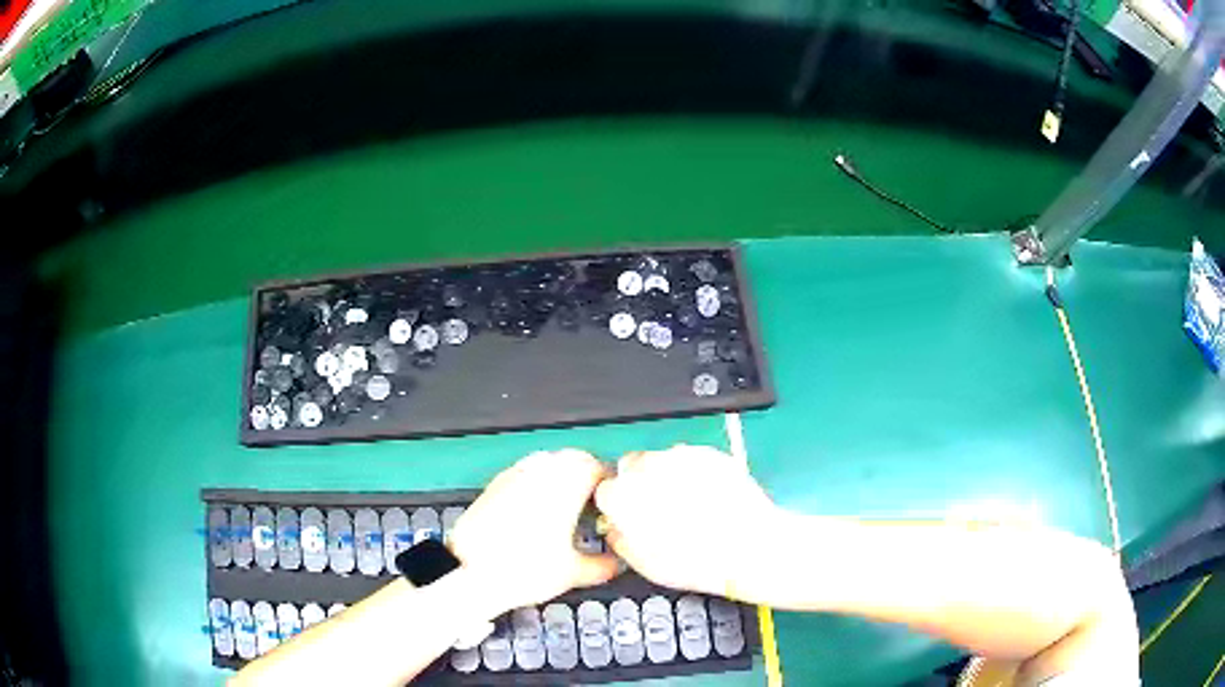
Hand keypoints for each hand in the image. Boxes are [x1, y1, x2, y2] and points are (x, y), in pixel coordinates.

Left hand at [449, 450, 619, 611]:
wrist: (472, 571)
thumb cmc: (524, 569)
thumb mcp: (574, 573)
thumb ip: (603, 565)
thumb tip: (615, 564)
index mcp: (566, 484)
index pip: (598, 467)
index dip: (609, 485)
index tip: (611, 504)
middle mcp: (541, 471)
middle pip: (572, 459)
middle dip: (585, 477)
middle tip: (591, 506)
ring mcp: (514, 474)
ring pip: (546, 463)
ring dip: (559, 478)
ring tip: (563, 510)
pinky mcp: (493, 484)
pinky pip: (523, 474)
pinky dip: (534, 486)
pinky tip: (532, 515)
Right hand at [595, 445, 779, 598]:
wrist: (748, 547)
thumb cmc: (696, 561)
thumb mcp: (644, 564)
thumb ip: (619, 538)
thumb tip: (616, 528)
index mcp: (623, 495)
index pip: (605, 489)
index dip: (617, 504)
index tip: (628, 514)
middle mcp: (647, 468)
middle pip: (631, 467)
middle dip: (640, 484)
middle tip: (659, 510)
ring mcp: (679, 456)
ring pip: (661, 460)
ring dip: (667, 476)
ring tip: (689, 506)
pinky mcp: (707, 452)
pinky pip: (691, 458)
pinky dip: (694, 472)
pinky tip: (708, 497)